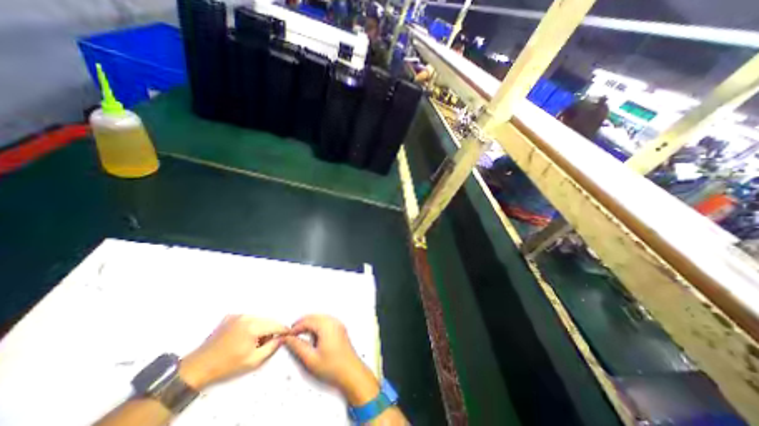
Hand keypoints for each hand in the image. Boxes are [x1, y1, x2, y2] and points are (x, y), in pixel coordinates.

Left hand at [179, 316, 287, 389]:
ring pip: (258, 318)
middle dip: (271, 329)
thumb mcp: (253, 361)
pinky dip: (251, 324)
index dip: (283, 330)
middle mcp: (247, 316)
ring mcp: (238, 315)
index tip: (289, 333)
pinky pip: (248, 318)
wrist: (198, 367)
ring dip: (261, 326)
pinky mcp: (230, 316)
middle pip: (267, 320)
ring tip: (254, 340)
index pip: (275, 325)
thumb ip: (271, 347)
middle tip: (267, 341)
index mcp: (253, 326)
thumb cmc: (227, 365)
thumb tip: (282, 338)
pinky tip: (243, 336)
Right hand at [282, 314, 379, 404]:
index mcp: (326, 326)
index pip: (307, 321)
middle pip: (314, 317)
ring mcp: (338, 324)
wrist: (351, 372)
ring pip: (320, 318)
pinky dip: (317, 324)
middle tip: (291, 334)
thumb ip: (298, 346)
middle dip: (301, 323)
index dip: (295, 327)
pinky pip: (326, 321)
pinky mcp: (340, 328)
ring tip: (299, 334)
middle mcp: (333, 321)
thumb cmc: (332, 367)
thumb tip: (287, 339)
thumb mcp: (311, 359)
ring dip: (309, 323)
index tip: (286, 335)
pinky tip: (312, 334)